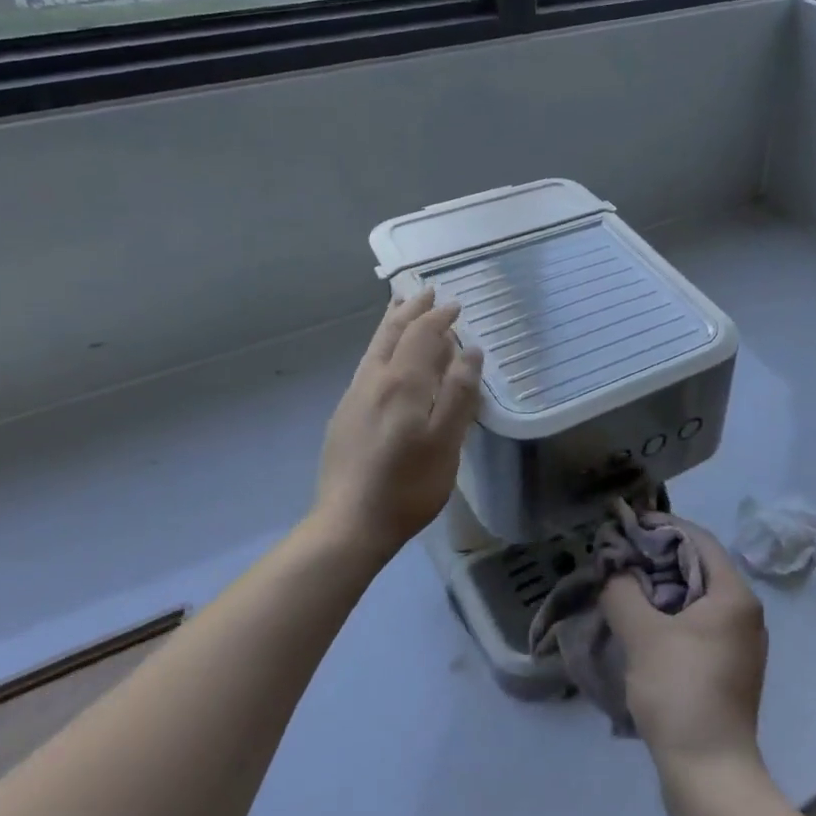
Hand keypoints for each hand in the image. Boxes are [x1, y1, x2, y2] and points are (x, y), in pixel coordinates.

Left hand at [314, 289, 483, 559]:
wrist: (349, 524)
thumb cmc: (408, 486)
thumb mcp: (447, 442)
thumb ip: (460, 393)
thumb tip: (470, 351)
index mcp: (403, 383)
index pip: (422, 335)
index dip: (439, 317)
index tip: (455, 304)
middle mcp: (374, 380)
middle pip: (392, 332)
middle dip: (411, 309)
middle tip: (426, 291)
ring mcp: (354, 397)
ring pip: (375, 346)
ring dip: (392, 323)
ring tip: (401, 309)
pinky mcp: (344, 415)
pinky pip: (367, 364)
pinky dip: (382, 346)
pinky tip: (385, 357)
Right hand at [603, 519, 767, 781]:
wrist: (710, 777)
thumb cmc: (681, 693)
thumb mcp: (643, 635)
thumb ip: (623, 592)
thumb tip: (613, 570)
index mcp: (734, 595)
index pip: (698, 539)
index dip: (662, 527)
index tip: (627, 525)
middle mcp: (744, 614)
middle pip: (697, 568)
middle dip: (657, 559)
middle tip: (618, 558)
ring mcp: (738, 645)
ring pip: (695, 599)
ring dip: (660, 590)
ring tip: (623, 589)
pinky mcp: (727, 671)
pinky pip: (696, 627)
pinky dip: (669, 618)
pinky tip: (641, 627)